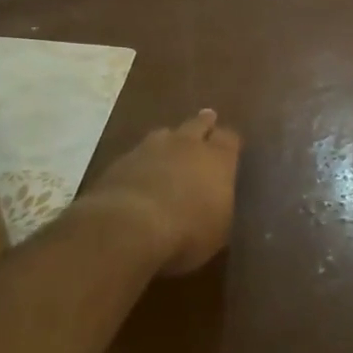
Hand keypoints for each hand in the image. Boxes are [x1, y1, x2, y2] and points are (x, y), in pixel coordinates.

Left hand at [76, 110, 241, 275]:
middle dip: (204, 124)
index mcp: (218, 158)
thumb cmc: (188, 231)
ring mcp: (150, 149)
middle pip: (198, 124)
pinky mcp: (120, 162)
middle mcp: (187, 144)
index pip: (230, 138)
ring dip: (170, 140)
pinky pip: (137, 154)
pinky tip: (141, 172)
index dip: (230, 142)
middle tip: (207, 121)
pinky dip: (143, 160)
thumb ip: (222, 207)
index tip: (231, 147)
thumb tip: (220, 204)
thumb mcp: (220, 229)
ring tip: (171, 146)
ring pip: (165, 134)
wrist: (128, 227)